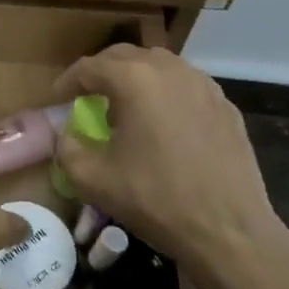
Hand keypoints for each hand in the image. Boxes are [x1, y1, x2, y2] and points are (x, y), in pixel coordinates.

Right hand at [52, 46, 288, 288]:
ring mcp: (204, 86)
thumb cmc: (155, 200)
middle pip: (125, 56)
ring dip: (136, 77)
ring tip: (126, 106)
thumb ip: (66, 147)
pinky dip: (166, 93)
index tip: (58, 98)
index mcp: (134, 80)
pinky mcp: (226, 107)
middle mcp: (170, 70)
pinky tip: (164, 123)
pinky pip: (187, 86)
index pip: (89, 67)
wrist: (229, 232)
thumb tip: (67, 132)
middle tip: (88, 96)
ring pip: (159, 65)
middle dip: (101, 72)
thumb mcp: (92, 179)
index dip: (68, 81)